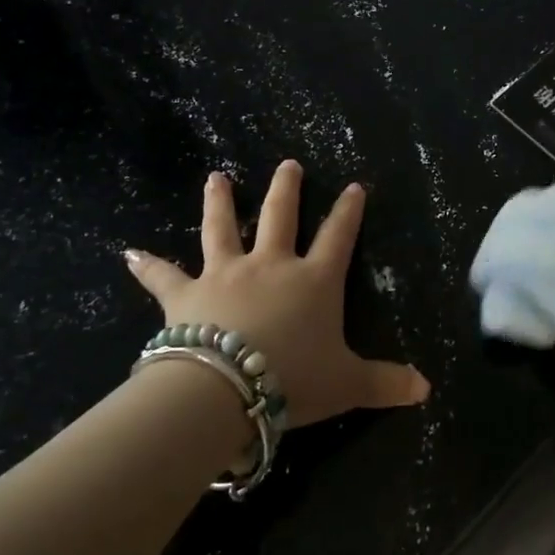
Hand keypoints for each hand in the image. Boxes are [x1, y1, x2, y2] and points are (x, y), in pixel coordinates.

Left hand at [122, 160, 429, 428]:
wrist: (227, 389)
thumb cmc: (294, 381)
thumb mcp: (349, 385)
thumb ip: (386, 383)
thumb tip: (426, 389)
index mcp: (312, 281)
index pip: (337, 237)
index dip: (348, 211)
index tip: (354, 187)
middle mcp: (270, 266)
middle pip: (279, 216)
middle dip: (286, 189)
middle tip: (288, 165)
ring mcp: (225, 274)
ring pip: (220, 228)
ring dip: (218, 201)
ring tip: (216, 177)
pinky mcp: (185, 294)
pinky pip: (163, 276)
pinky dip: (147, 265)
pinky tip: (128, 253)